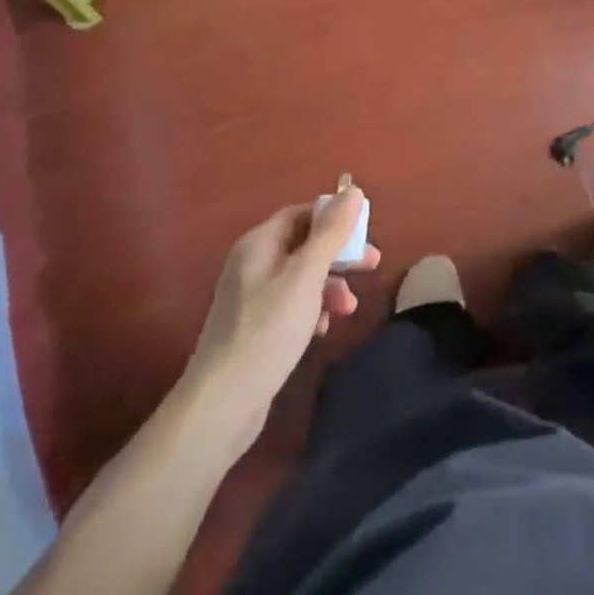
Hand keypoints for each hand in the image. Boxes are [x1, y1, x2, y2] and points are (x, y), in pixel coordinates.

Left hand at [185, 187, 379, 446]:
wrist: (222, 404)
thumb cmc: (268, 330)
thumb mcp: (306, 277)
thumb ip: (331, 233)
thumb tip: (352, 190)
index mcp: (259, 243)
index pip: (302, 212)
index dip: (335, 217)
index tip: (366, 233)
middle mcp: (252, 263)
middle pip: (304, 244)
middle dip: (339, 254)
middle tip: (371, 266)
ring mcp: (252, 297)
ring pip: (301, 276)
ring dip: (330, 285)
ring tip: (348, 309)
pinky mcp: (256, 327)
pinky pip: (292, 304)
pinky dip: (313, 309)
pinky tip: (323, 329)